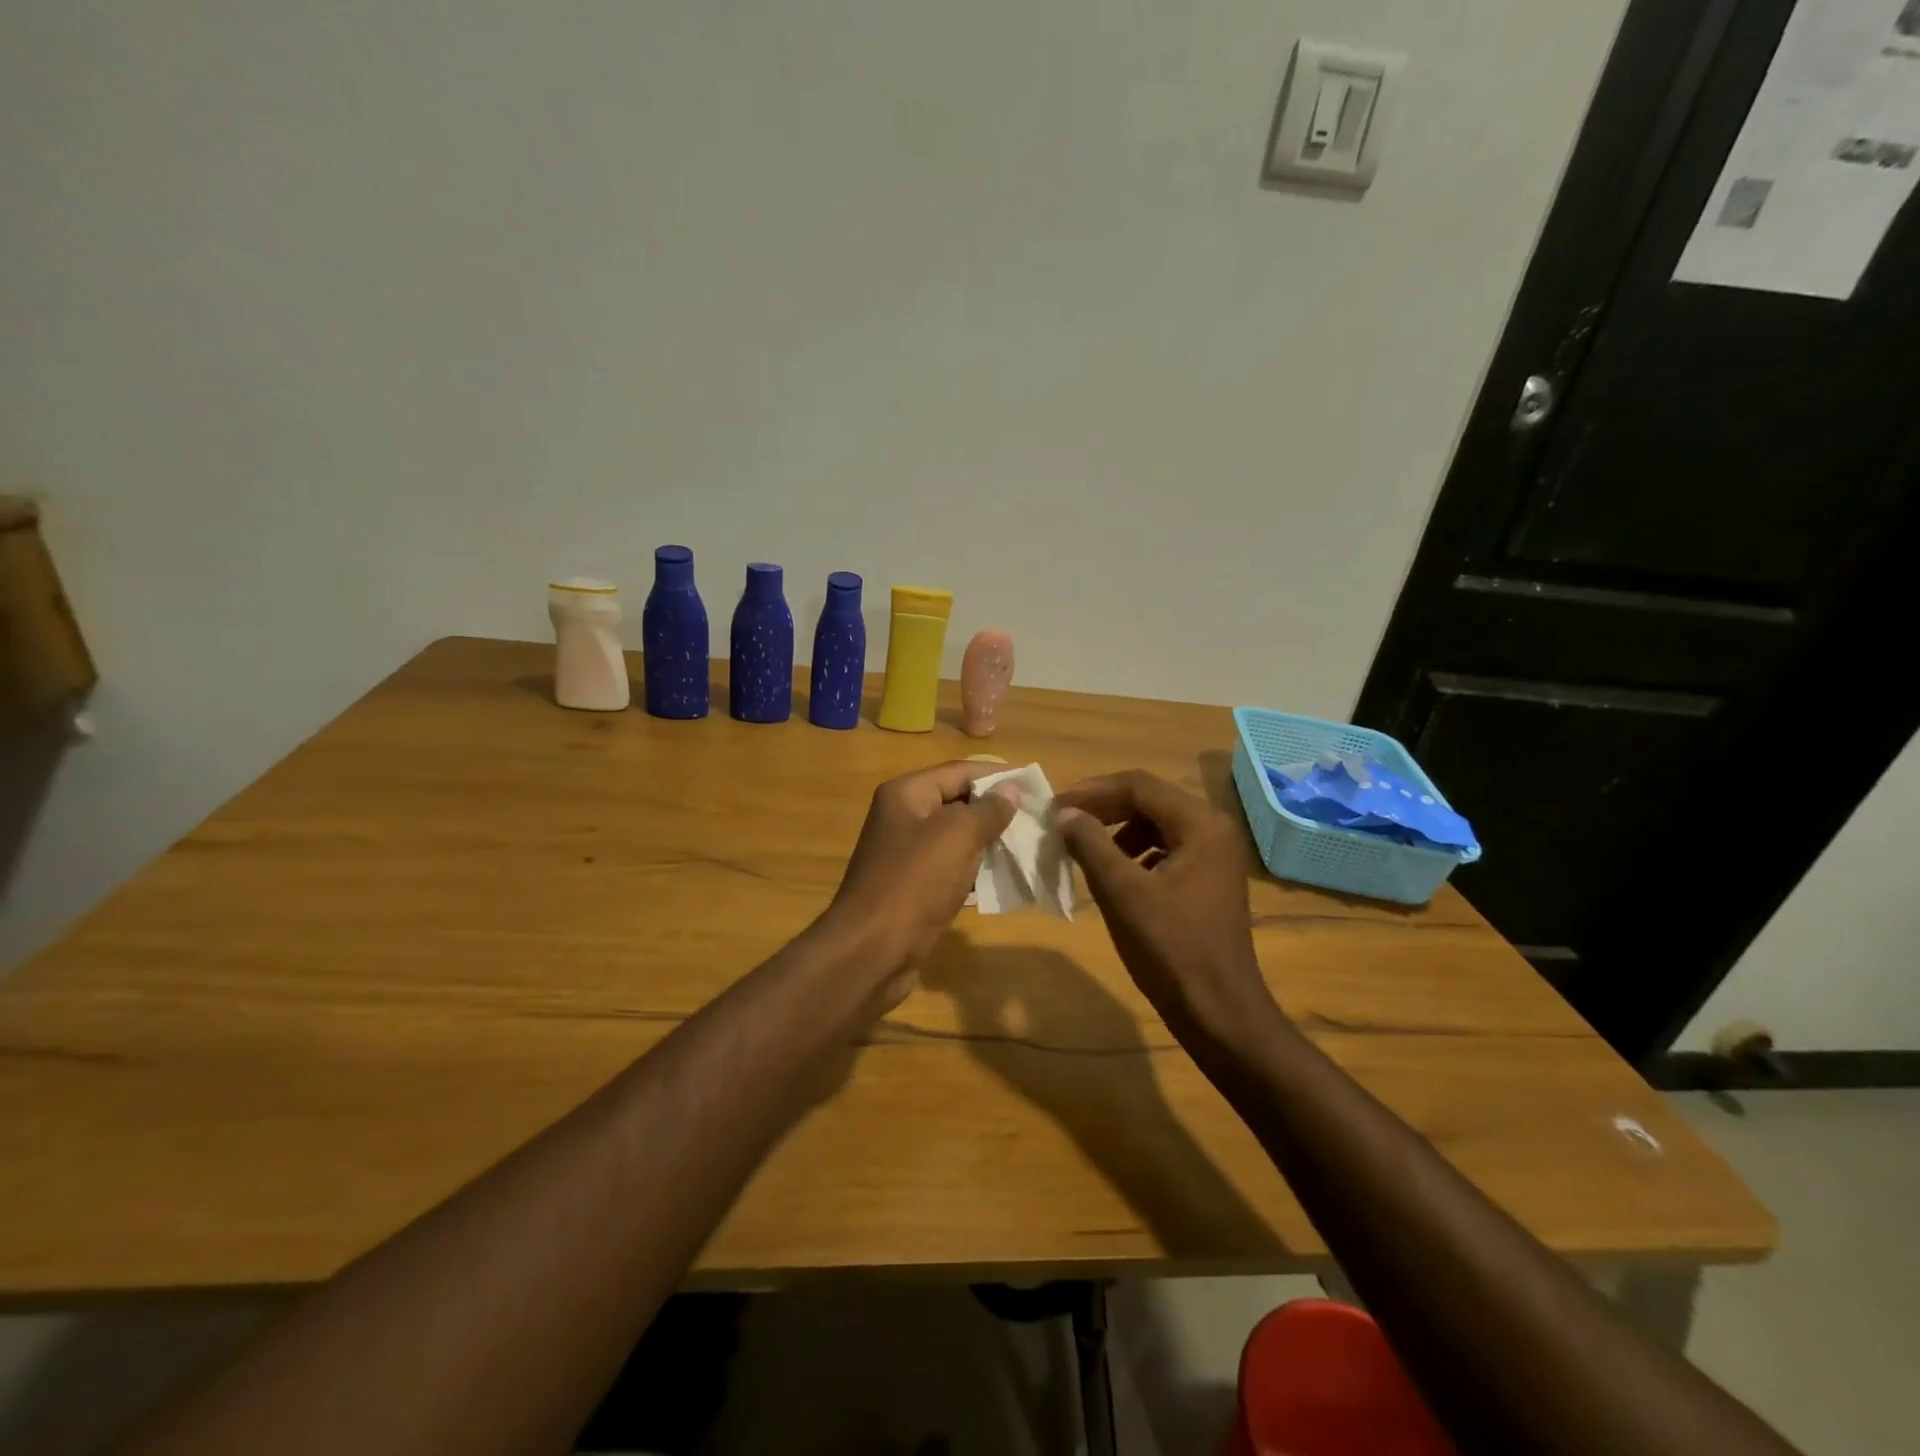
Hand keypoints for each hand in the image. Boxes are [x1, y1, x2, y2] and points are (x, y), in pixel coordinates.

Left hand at [821, 762, 1019, 1006]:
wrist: (872, 950)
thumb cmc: (915, 882)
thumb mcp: (957, 836)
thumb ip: (988, 810)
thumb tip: (1011, 789)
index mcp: (906, 794)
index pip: (959, 771)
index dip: (997, 775)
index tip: (1035, 784)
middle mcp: (903, 818)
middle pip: (957, 802)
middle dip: (996, 809)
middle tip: (1038, 817)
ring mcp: (906, 854)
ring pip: (956, 838)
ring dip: (989, 841)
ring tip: (1029, 845)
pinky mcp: (913, 887)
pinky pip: (951, 868)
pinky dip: (975, 870)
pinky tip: (1004, 877)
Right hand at [1055, 770, 1279, 1044]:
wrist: (1219, 1012)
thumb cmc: (1170, 948)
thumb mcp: (1122, 892)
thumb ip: (1090, 844)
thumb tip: (1064, 813)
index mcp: (1201, 824)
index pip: (1139, 785)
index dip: (1092, 791)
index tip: (1054, 806)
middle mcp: (1213, 830)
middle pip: (1149, 801)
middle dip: (1103, 809)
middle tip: (1063, 822)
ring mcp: (1214, 856)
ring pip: (1156, 825)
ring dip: (1117, 831)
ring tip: (1083, 849)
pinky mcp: (1208, 880)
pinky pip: (1165, 850)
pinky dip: (1134, 854)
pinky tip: (1115, 876)